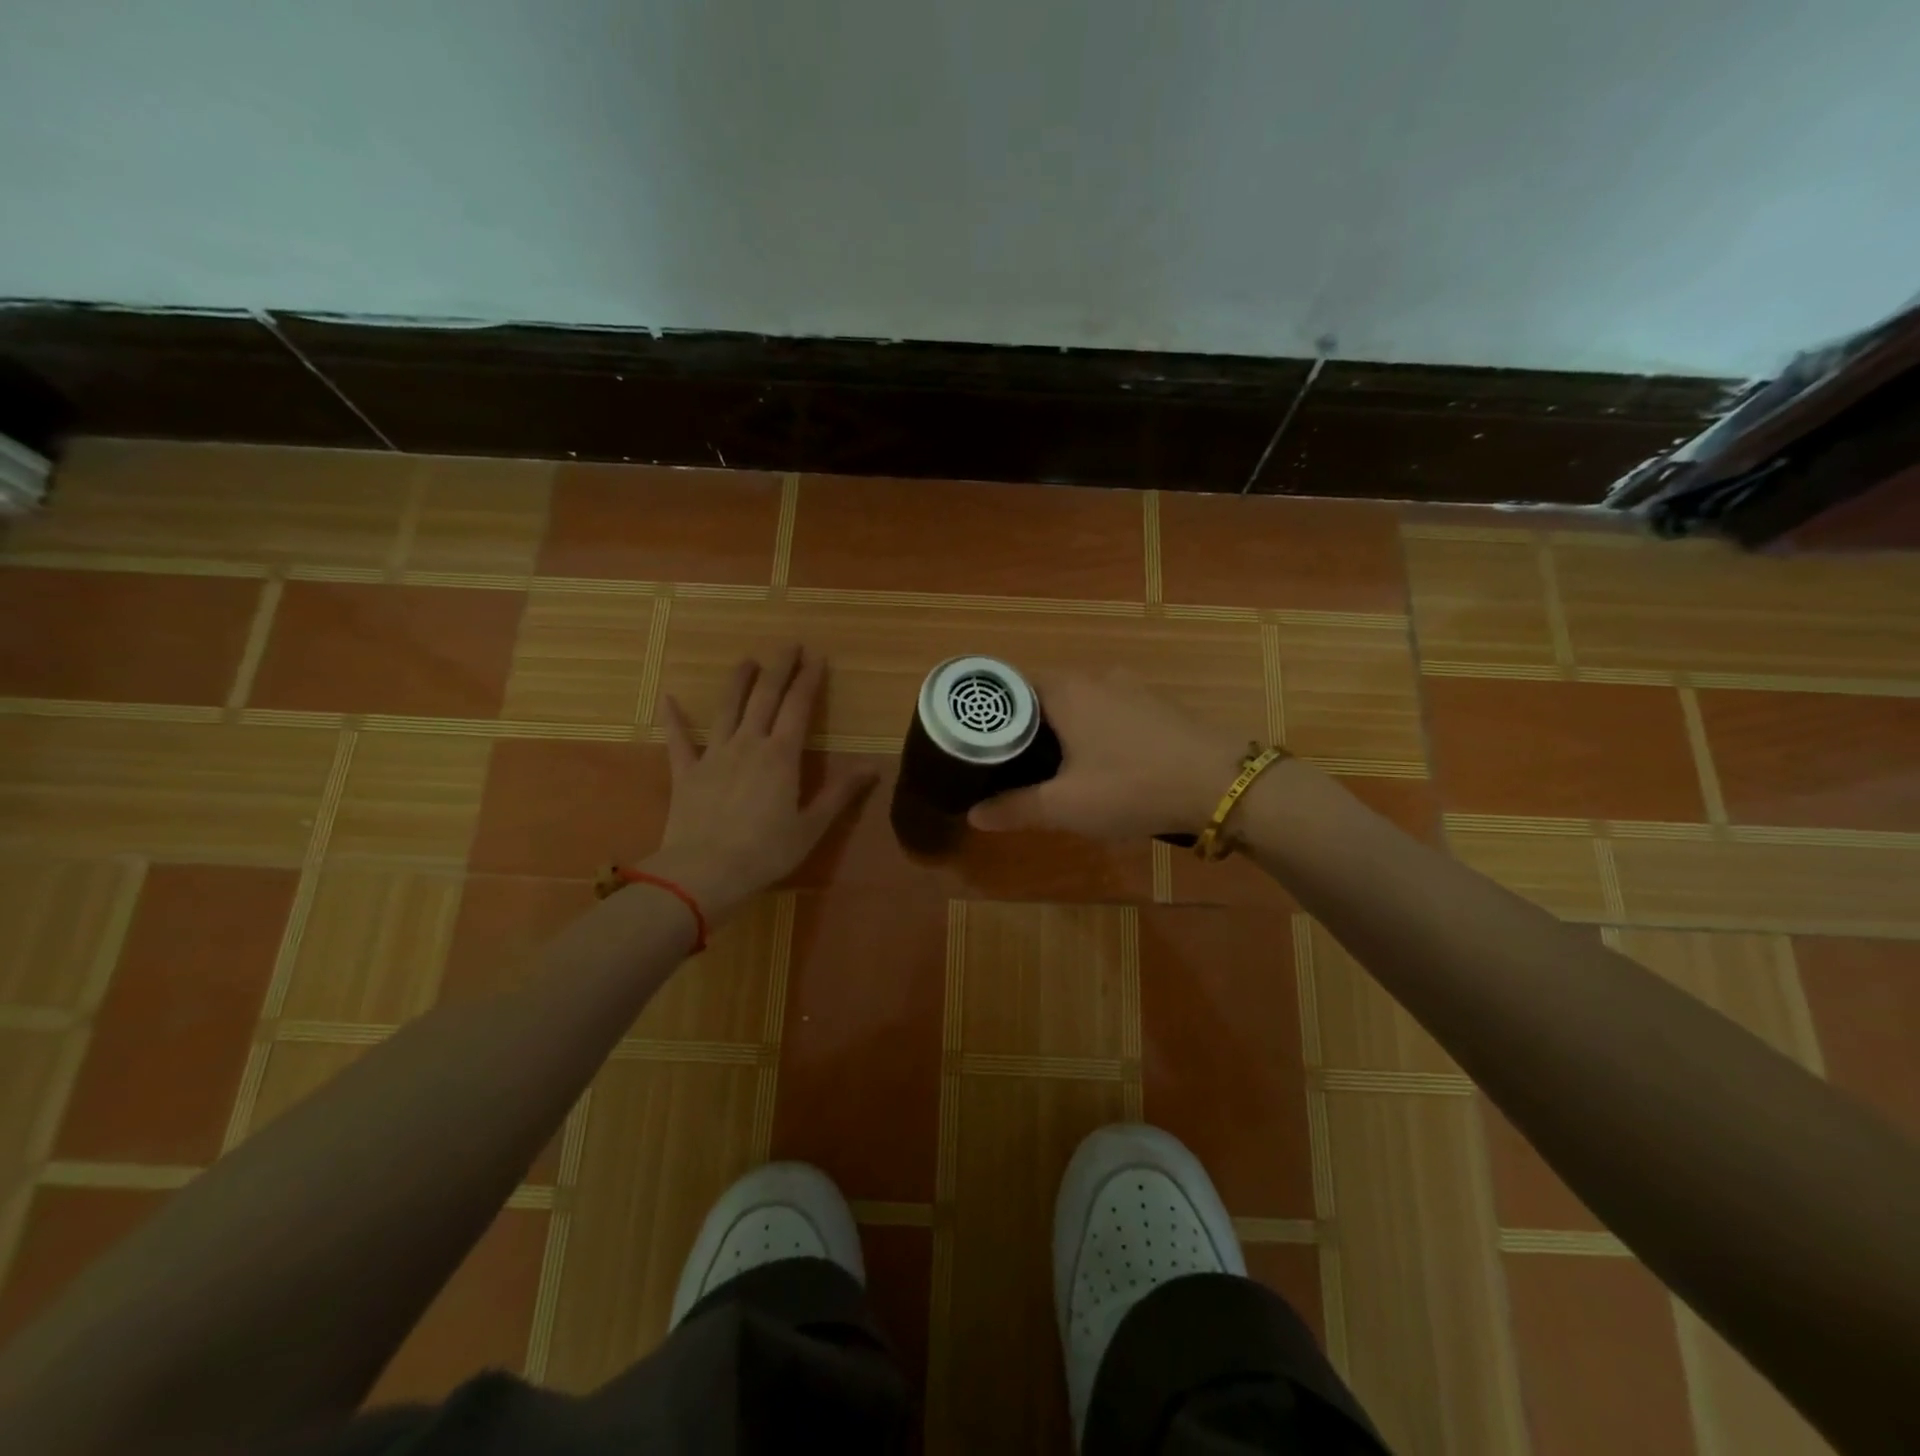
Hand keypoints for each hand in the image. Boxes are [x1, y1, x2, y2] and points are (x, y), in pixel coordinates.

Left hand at [646, 647, 877, 918]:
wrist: (704, 872)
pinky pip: (678, 739)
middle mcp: (748, 744)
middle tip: (789, 645)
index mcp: (782, 755)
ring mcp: (714, 754)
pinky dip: (674, 718)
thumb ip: (841, 793)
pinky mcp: (686, 771)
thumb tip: (874, 767)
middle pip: (765, 696)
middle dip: (779, 668)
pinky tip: (669, 698)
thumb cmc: (765, 852)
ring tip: (747, 661)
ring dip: (738, 681)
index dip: (809, 680)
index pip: (798, 706)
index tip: (817, 657)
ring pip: (727, 708)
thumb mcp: (812, 826)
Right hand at [968, 670, 1247, 839]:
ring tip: (1051, 764)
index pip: (1011, 686)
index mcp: (1065, 689)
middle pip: (1044, 693)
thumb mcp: (1065, 806)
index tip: (979, 744)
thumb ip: (1015, 808)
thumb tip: (973, 815)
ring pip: (1080, 700)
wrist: (1220, 783)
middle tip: (1010, 761)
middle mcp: (1095, 676)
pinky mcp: (1156, 703)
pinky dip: (1094, 728)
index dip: (992, 715)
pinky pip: (1109, 708)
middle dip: (1026, 724)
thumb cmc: (1131, 786)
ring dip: (1062, 726)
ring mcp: (1130, 686)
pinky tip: (1101, 762)